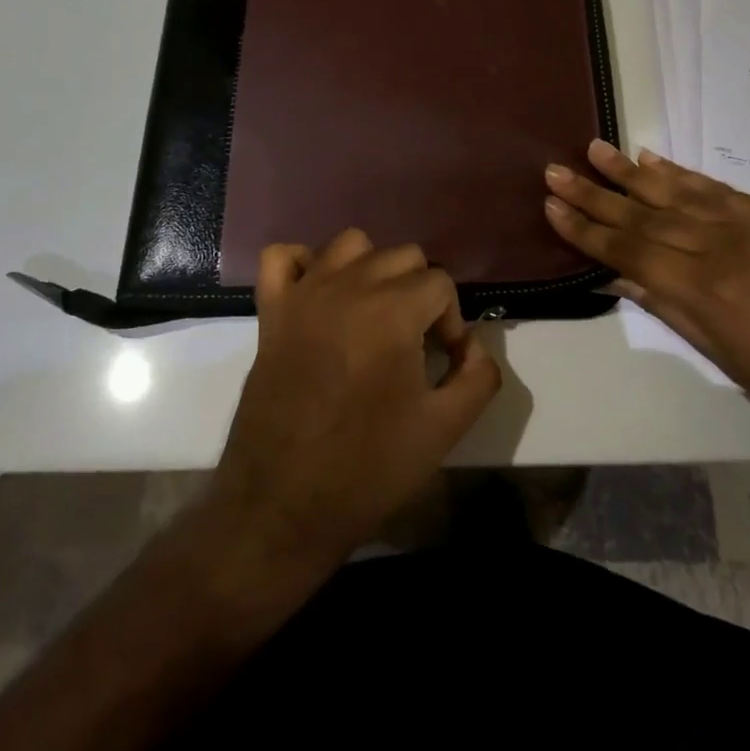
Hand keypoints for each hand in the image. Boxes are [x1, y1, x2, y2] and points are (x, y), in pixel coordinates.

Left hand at [205, 229, 501, 573]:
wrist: (283, 505)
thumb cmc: (368, 468)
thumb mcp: (445, 429)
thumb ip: (479, 376)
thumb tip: (474, 345)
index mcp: (393, 310)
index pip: (440, 283)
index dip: (451, 321)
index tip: (442, 363)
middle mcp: (348, 286)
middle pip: (401, 256)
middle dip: (419, 293)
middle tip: (413, 343)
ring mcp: (303, 294)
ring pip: (350, 244)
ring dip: (371, 269)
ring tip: (373, 314)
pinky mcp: (270, 311)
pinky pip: (282, 257)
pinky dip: (303, 263)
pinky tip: (318, 295)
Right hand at [543, 140, 749, 468]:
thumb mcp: (725, 358)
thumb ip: (668, 308)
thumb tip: (617, 275)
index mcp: (705, 291)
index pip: (629, 249)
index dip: (586, 229)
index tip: (551, 206)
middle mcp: (723, 247)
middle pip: (645, 214)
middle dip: (595, 193)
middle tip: (554, 170)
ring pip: (678, 192)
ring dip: (631, 172)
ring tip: (595, 149)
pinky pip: (719, 189)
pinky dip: (683, 173)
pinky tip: (655, 159)